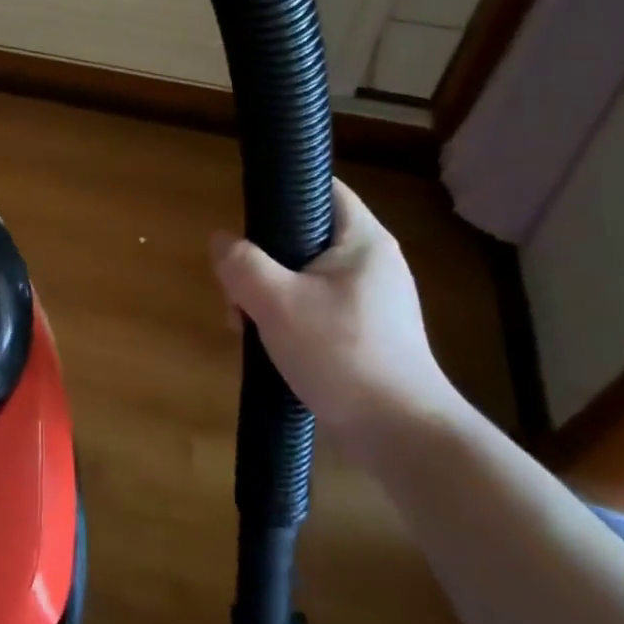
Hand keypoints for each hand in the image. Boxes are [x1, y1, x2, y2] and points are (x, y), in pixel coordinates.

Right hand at [211, 180, 461, 457]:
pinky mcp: (366, 332)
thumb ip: (242, 264)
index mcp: (362, 239)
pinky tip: (271, 346)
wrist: (401, 436)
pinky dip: (288, 318)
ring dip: (268, 295)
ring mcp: (371, 300)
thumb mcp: (277, 303)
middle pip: (303, 237)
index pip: (322, 188)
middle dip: (261, 261)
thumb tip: (221, 241)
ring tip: (247, 327)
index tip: (245, 219)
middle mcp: (372, 262)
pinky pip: (315, 307)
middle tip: (238, 292)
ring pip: (303, 276)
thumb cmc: (342, 355)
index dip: (281, 191)